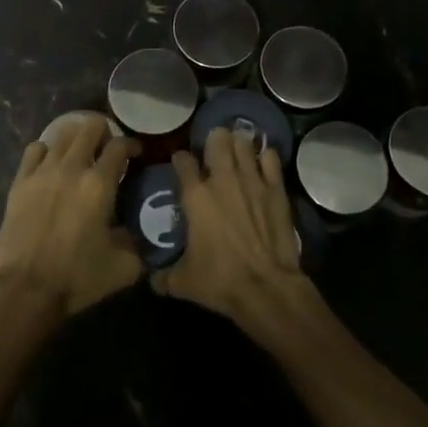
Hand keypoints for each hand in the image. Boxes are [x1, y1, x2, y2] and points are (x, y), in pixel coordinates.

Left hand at [0, 118, 142, 315]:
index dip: (132, 145)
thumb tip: (138, 231)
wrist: (26, 291)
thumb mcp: (124, 266)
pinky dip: (46, 150)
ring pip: (62, 133)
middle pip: (90, 127)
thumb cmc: (78, 278)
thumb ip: (137, 242)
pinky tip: (51, 164)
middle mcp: (72, 168)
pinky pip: (35, 149)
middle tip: (107, 151)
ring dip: (76, 138)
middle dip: (104, 133)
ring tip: (80, 153)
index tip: (136, 154)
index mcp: (99, 184)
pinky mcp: (20, 182)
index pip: (119, 145)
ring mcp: (42, 172)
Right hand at [159, 127, 306, 325]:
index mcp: (195, 196)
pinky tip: (263, 162)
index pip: (183, 161)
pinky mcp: (276, 189)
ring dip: (239, 144)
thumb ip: (163, 277)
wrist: (266, 287)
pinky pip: (271, 158)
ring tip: (236, 150)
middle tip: (212, 150)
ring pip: (244, 144)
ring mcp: (252, 180)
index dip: (180, 159)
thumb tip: (151, 279)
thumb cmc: (219, 281)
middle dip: (213, 140)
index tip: (181, 163)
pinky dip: (266, 157)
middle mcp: (222, 179)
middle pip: (217, 139)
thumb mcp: (183, 283)